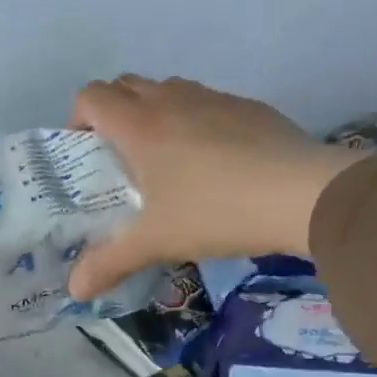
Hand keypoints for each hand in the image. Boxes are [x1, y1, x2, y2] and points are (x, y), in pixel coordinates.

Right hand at [65, 77, 370, 300]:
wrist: (302, 195)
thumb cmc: (214, 212)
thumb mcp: (153, 243)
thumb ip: (108, 264)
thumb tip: (74, 291)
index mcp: (140, 125)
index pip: (91, 96)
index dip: (77, 120)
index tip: (85, 155)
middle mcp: (172, 100)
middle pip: (125, 85)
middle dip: (111, 115)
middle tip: (117, 161)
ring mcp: (214, 98)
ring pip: (166, 90)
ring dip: (152, 114)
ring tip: (161, 162)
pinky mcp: (248, 107)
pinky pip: (204, 103)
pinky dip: (192, 122)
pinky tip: (209, 166)